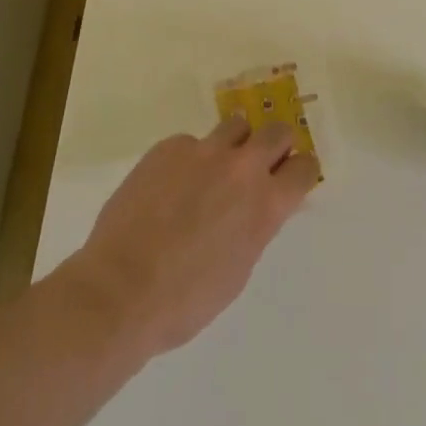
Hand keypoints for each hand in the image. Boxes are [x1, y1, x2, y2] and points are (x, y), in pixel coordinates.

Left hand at [57, 116, 317, 356]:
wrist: (121, 290)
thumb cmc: (185, 300)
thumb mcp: (238, 268)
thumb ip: (255, 225)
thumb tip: (255, 207)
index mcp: (266, 204)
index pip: (305, 167)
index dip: (300, 172)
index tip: (290, 178)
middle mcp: (242, 168)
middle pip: (277, 131)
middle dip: (274, 146)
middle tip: (259, 164)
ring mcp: (204, 151)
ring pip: (236, 125)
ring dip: (234, 143)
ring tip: (213, 169)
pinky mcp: (169, 147)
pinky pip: (190, 143)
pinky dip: (189, 159)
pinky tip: (169, 187)